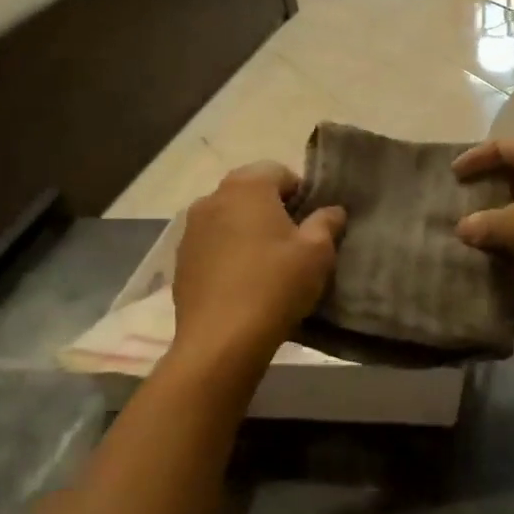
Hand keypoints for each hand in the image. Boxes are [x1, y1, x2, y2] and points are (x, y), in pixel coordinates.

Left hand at [171, 163, 345, 370]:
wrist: (221, 340)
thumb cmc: (275, 285)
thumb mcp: (317, 252)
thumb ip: (327, 222)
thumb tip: (332, 210)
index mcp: (247, 186)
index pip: (281, 172)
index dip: (301, 194)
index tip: (312, 224)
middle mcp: (213, 197)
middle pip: (251, 192)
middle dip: (273, 210)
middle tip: (293, 243)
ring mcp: (191, 228)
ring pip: (229, 218)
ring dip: (248, 230)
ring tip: (267, 264)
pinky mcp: (180, 259)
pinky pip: (212, 243)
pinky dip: (228, 252)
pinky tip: (242, 282)